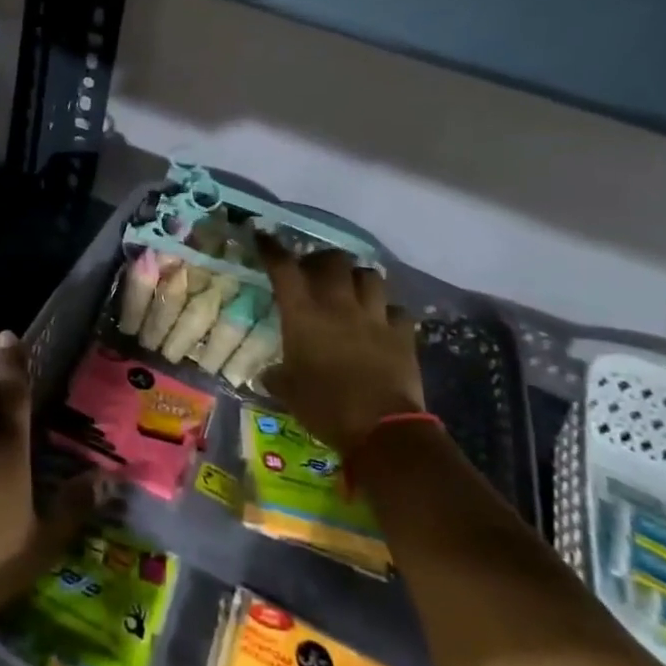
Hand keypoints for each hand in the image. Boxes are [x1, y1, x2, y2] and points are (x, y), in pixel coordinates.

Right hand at [257, 237, 423, 453]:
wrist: (382, 429)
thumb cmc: (325, 407)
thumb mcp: (288, 392)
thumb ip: (276, 376)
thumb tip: (267, 374)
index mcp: (303, 314)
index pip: (283, 268)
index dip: (272, 248)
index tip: (263, 236)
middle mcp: (338, 304)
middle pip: (333, 261)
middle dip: (323, 260)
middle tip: (316, 272)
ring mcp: (374, 316)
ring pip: (370, 276)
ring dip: (358, 278)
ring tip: (352, 289)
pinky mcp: (402, 334)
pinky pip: (397, 309)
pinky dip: (387, 311)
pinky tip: (382, 321)